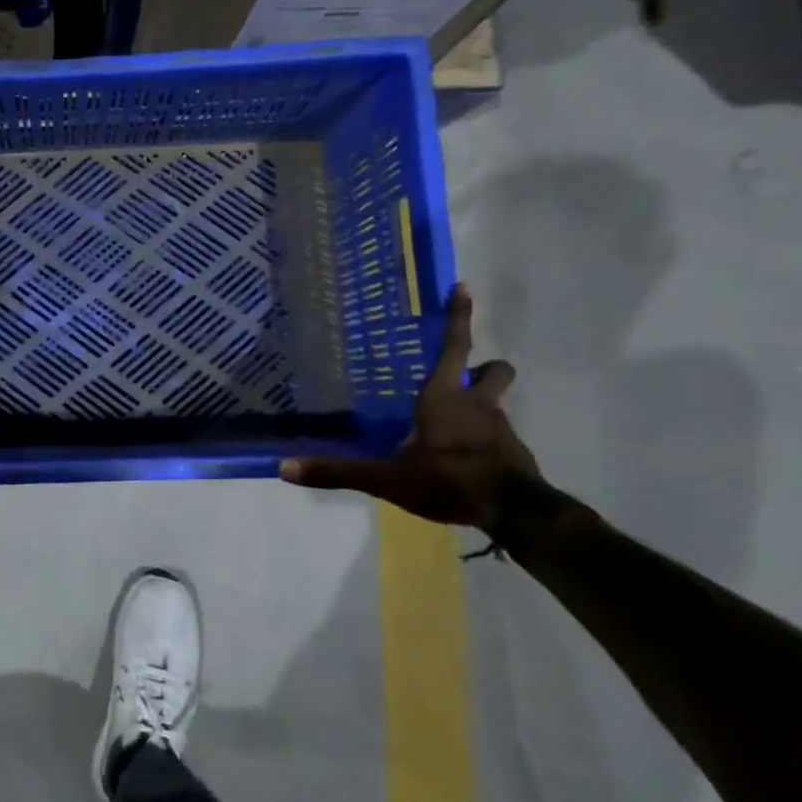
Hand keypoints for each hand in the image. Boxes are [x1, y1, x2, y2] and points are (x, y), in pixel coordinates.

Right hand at [279, 284, 537, 530]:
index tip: (462, 287)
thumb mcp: (386, 478)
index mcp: (444, 398)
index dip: (458, 316)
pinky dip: (486, 443)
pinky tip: (466, 463)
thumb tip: (285, 468)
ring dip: (481, 409)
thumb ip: (339, 471)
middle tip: (465, 376)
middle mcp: (477, 405)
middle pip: (494, 370)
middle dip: (484, 366)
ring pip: (496, 405)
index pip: (454, 347)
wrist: (515, 514)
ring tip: (454, 430)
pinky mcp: (515, 455)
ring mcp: (501, 430)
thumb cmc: (447, 480)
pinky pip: (500, 439)